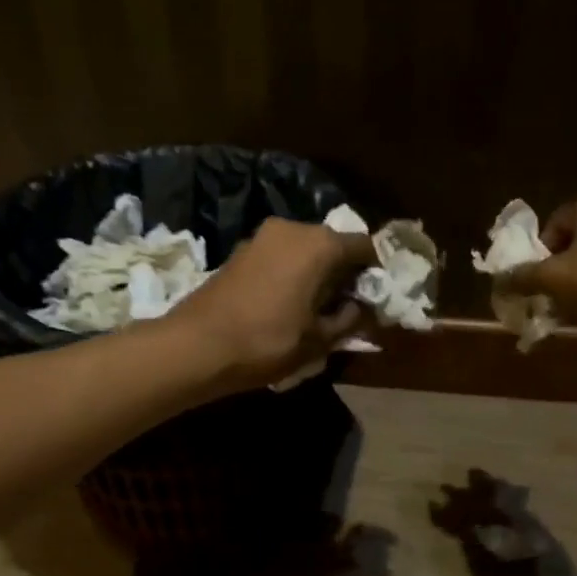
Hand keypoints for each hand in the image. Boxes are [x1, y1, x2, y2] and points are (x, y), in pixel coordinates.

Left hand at [165, 218, 375, 391]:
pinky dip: (293, 273)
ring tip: (320, 308)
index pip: (365, 246)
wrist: (196, 346)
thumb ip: (349, 319)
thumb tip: (362, 307)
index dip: (377, 270)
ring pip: (305, 250)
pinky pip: (281, 256)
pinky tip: (290, 303)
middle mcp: (293, 228)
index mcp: (319, 244)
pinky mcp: (241, 251)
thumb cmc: (267, 342)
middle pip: (333, 244)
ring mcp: (262, 237)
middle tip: (351, 304)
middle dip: (346, 271)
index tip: (380, 295)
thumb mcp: (319, 340)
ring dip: (318, 273)